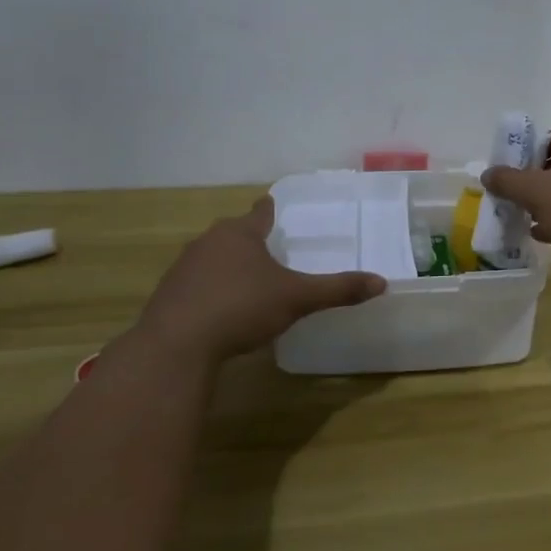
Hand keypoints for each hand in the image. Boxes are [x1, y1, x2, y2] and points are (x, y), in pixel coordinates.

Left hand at [136, 198, 384, 362]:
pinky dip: (211, 290)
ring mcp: (183, 268)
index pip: (260, 212)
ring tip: (248, 281)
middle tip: (271, 250)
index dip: (270, 210)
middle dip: (250, 240)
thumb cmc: (241, 308)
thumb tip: (382, 283)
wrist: (176, 344)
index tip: (274, 206)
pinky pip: (196, 284)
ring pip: (213, 258)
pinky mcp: (168, 295)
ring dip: (229, 265)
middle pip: (234, 234)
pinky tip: (221, 310)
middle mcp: (208, 242)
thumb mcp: (297, 298)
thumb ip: (338, 290)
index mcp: (240, 233)